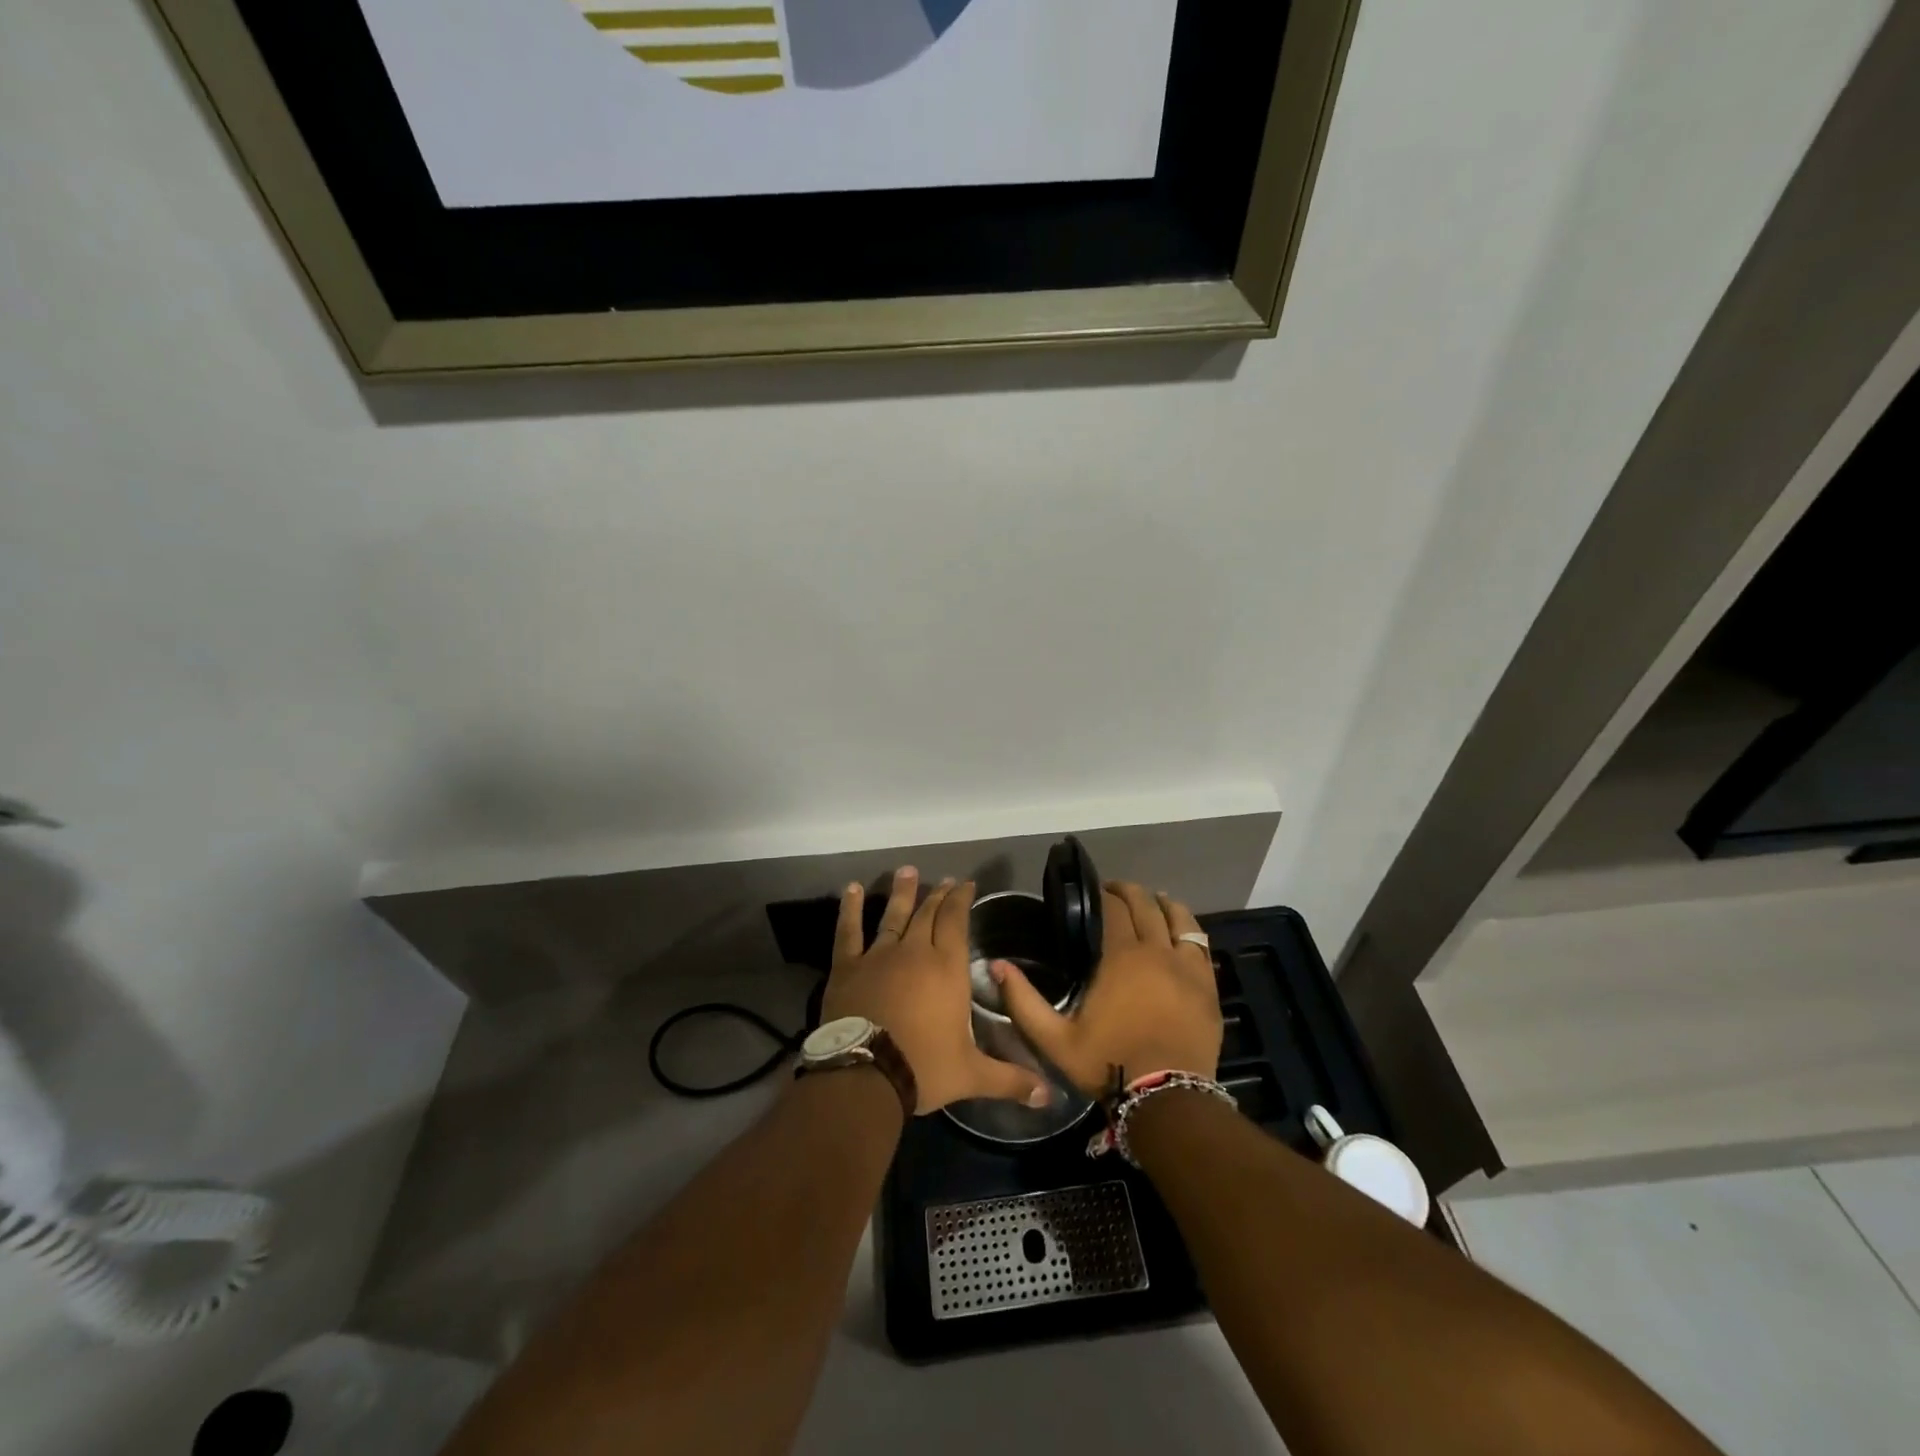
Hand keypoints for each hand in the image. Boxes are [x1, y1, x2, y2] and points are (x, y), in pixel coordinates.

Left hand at [820, 868, 1050, 1114]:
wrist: (865, 1075)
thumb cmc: (924, 1068)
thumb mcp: (973, 1075)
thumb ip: (1011, 1079)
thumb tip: (1050, 1095)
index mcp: (947, 968)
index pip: (956, 921)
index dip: (961, 899)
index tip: (965, 883)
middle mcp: (915, 951)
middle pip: (928, 914)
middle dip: (938, 895)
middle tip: (944, 879)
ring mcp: (878, 955)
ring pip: (892, 915)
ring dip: (902, 893)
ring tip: (907, 871)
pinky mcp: (848, 967)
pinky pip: (849, 931)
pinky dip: (849, 909)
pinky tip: (851, 889)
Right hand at [993, 881, 1220, 1098]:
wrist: (1168, 1099)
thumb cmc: (1108, 1064)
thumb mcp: (1054, 1039)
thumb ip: (1023, 1001)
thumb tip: (996, 966)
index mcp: (1121, 957)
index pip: (1113, 908)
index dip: (1102, 894)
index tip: (1091, 892)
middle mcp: (1157, 951)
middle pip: (1146, 905)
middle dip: (1128, 892)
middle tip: (1114, 892)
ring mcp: (1187, 967)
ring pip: (1179, 918)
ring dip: (1162, 904)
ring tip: (1151, 901)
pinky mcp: (1208, 986)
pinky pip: (1201, 944)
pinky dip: (1188, 929)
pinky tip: (1181, 931)